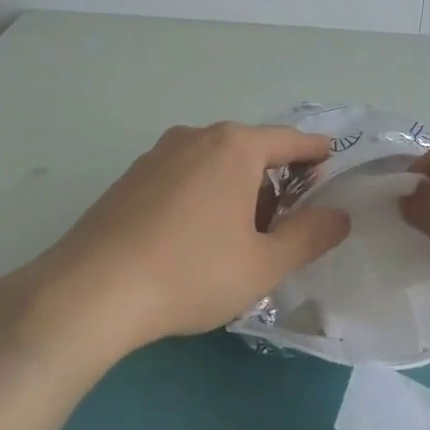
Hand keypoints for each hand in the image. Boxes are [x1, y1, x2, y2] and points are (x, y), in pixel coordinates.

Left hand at [15, 122, 350, 360]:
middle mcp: (195, 138)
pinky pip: (182, 178)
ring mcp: (156, 155)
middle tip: (283, 228)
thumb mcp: (265, 264)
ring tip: (237, 240)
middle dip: (274, 182)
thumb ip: (310, 236)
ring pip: (213, 164)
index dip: (317, 155)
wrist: (91, 292)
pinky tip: (192, 241)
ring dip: (236, 191)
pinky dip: (201, 197)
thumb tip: (339, 215)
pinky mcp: (129, 179)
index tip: (332, 166)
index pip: (292, 141)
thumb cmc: (192, 273)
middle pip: (251, 151)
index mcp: (235, 147)